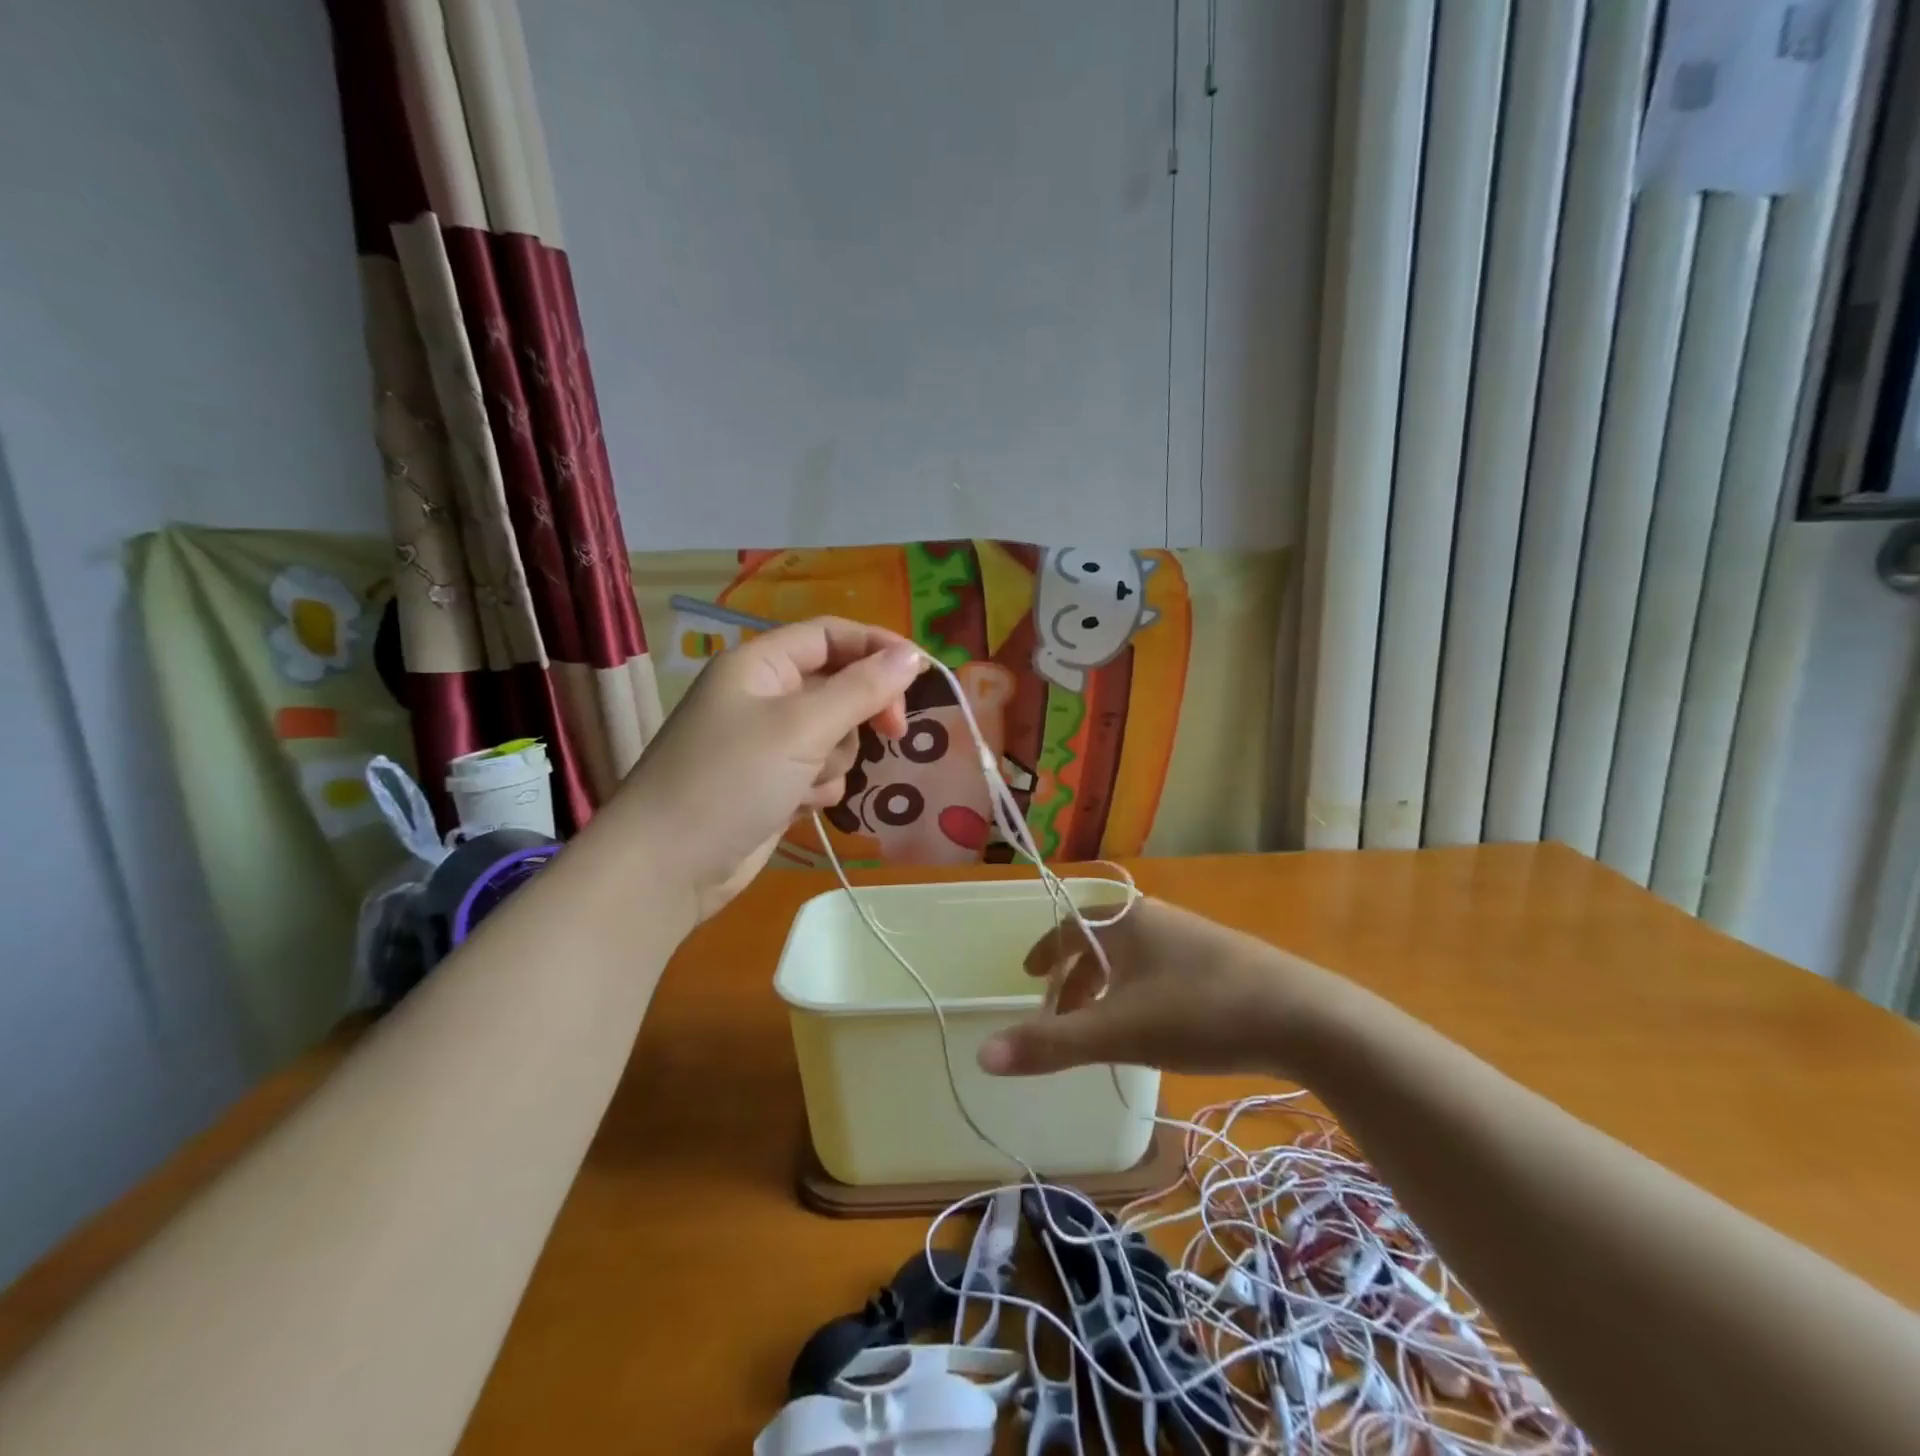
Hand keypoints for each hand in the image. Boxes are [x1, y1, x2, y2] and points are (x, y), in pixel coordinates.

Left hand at [599, 617, 926, 920]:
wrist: (667, 868)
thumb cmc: (730, 780)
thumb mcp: (802, 727)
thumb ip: (862, 689)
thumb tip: (913, 656)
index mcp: (760, 664)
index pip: (831, 635)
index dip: (878, 647)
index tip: (921, 674)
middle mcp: (763, 696)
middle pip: (839, 685)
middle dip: (861, 711)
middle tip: (893, 732)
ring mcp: (766, 743)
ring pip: (835, 734)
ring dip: (835, 758)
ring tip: (806, 781)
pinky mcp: (772, 784)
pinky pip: (820, 771)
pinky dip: (819, 787)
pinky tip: (797, 806)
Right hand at [975, 898, 1341, 1078]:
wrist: (1305, 1018)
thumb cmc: (1200, 1013)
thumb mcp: (1119, 1032)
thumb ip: (1051, 1044)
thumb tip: (983, 1055)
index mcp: (1126, 920)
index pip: (1068, 925)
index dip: (1043, 951)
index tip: (1027, 976)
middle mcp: (1156, 919)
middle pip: (1099, 944)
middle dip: (1074, 981)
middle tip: (1059, 1018)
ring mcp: (1192, 938)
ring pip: (1132, 960)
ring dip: (1106, 991)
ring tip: (1100, 1031)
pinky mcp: (1222, 962)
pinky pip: (1160, 971)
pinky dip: (1138, 995)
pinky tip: (1153, 1030)